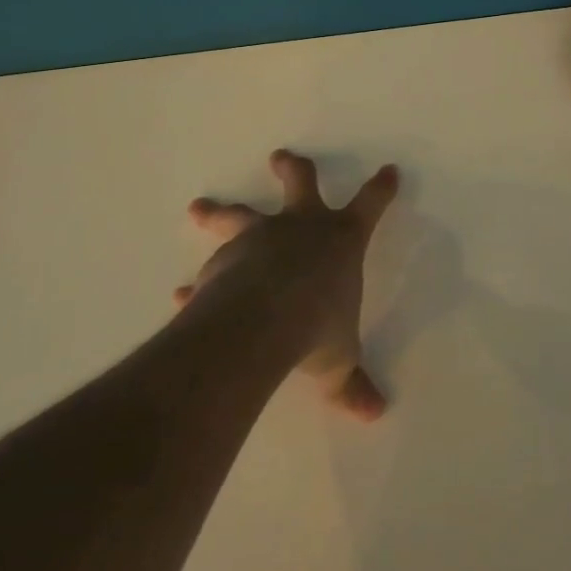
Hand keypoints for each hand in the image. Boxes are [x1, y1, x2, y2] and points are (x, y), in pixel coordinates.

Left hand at [174, 150, 399, 421]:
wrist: (260, 324)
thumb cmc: (317, 329)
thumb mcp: (338, 361)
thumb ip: (351, 383)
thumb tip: (375, 413)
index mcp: (340, 240)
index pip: (371, 205)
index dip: (381, 188)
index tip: (389, 170)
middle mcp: (300, 229)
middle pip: (300, 184)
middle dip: (292, 169)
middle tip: (279, 157)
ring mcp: (259, 240)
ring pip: (239, 215)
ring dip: (219, 211)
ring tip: (199, 207)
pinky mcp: (223, 262)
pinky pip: (209, 272)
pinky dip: (196, 284)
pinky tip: (181, 295)